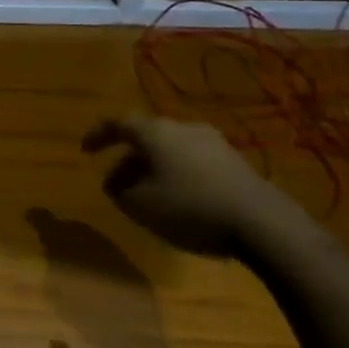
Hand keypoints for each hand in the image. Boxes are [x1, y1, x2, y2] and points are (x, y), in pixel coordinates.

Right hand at [83, 115, 302, 258]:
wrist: (263, 223)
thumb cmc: (191, 208)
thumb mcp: (142, 206)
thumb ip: (120, 191)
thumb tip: (115, 183)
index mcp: (155, 131)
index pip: (117, 124)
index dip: (98, 136)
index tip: (85, 150)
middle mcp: (181, 127)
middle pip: (146, 137)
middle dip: (129, 158)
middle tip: (117, 182)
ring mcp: (212, 142)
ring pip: (171, 149)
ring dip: (155, 167)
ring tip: (149, 193)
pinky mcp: (235, 162)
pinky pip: (194, 161)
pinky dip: (179, 174)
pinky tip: (182, 199)